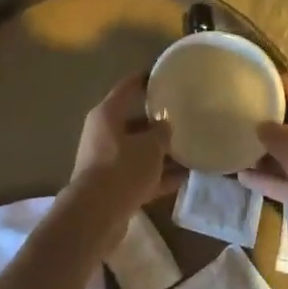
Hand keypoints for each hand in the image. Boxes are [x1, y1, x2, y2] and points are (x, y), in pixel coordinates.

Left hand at [67, 74, 177, 221]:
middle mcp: (103, 134)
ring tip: (190, 150)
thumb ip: (161, 133)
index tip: (161, 74)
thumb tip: (165, 126)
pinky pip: (140, 175)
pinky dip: (158, 176)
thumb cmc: (122, 168)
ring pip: (139, 151)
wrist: (97, 214)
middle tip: (183, 118)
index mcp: (107, 114)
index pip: (127, 88)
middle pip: (134, 122)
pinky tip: (184, 178)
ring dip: (161, 153)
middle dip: (158, 122)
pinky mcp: (113, 187)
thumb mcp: (150, 146)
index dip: (144, 79)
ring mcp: (107, 161)